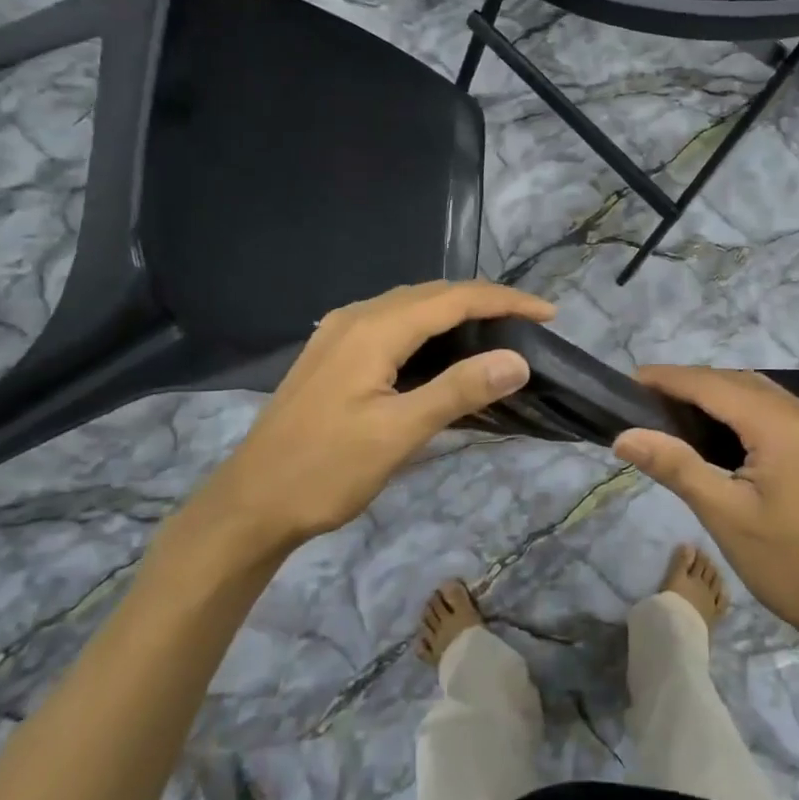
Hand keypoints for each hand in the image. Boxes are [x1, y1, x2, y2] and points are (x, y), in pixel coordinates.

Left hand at [176, 281, 553, 570]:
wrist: (249, 504)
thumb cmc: (324, 470)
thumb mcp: (398, 434)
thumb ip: (458, 390)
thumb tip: (517, 360)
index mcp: (373, 328)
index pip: (454, 298)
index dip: (505, 301)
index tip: (549, 314)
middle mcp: (356, 317)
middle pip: (433, 294)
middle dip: (485, 301)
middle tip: (529, 324)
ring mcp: (339, 333)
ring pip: (412, 307)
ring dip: (457, 313)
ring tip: (498, 333)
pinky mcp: (333, 354)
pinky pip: (393, 324)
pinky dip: (430, 329)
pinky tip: (444, 353)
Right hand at [614, 367, 798, 651]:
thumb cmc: (789, 565)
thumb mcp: (725, 516)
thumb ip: (675, 466)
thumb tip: (624, 436)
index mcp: (781, 425)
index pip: (713, 384)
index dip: (669, 378)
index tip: (629, 380)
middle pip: (735, 381)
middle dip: (688, 384)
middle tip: (643, 401)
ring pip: (755, 392)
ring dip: (713, 393)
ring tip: (670, 411)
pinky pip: (771, 409)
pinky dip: (737, 408)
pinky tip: (714, 430)